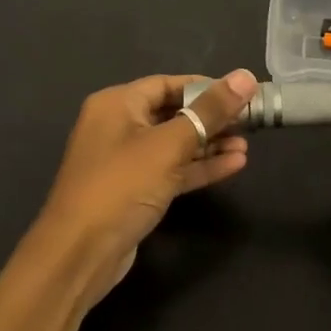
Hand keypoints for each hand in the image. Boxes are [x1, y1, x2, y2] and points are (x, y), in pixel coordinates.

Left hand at [33, 69, 258, 310]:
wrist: (80, 254)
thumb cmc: (121, 186)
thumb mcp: (170, 145)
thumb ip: (210, 111)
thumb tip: (245, 76)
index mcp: (117, 104)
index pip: (168, 83)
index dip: (206, 87)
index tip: (241, 94)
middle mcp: (118, 126)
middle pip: (173, 113)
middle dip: (212, 118)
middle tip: (251, 122)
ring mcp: (126, 161)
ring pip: (175, 144)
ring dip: (210, 145)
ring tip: (246, 146)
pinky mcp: (135, 191)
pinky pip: (172, 170)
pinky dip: (199, 167)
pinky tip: (234, 165)